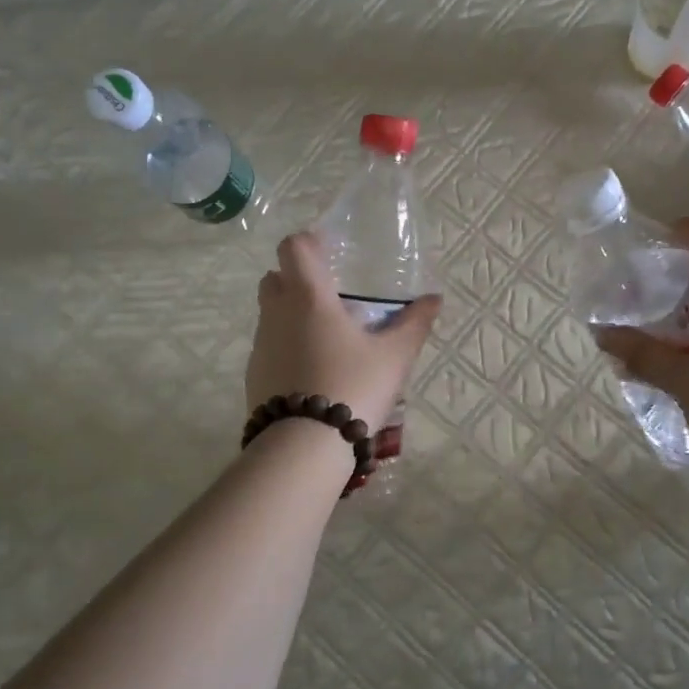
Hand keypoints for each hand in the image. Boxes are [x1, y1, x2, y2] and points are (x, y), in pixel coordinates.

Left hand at [246, 231, 441, 433]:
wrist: (305, 446)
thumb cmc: (353, 387)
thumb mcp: (394, 357)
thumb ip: (414, 323)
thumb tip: (434, 299)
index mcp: (308, 297)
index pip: (293, 247)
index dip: (309, 243)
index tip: (330, 253)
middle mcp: (277, 313)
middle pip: (275, 277)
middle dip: (297, 279)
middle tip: (331, 297)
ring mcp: (261, 345)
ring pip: (270, 314)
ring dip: (291, 315)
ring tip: (327, 339)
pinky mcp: (254, 375)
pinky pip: (269, 347)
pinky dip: (286, 347)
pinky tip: (312, 372)